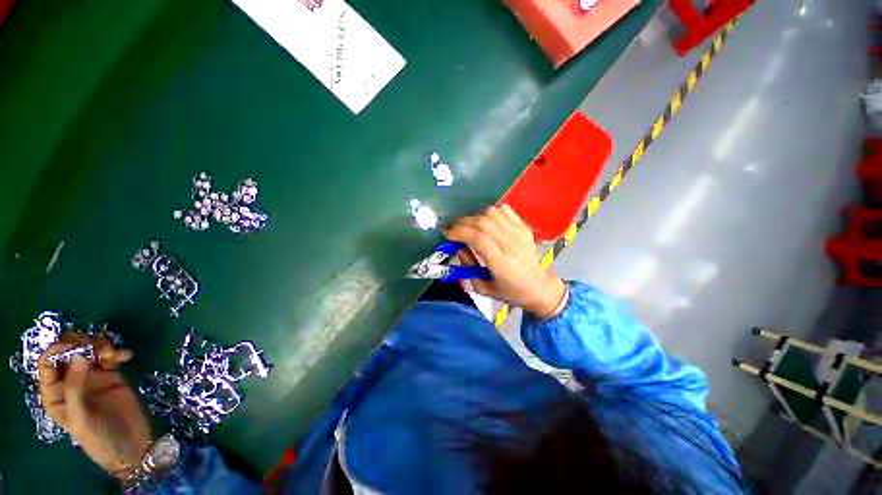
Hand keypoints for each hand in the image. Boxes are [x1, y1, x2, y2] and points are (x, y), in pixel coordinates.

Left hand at [38, 335, 151, 478]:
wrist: (130, 445)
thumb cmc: (98, 436)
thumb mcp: (81, 416)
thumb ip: (76, 387)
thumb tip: (81, 355)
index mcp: (55, 392)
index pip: (48, 363)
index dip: (57, 349)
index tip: (75, 345)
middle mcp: (70, 381)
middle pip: (69, 352)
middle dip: (81, 344)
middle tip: (97, 346)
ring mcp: (92, 377)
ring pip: (91, 350)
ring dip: (101, 345)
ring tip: (113, 353)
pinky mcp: (112, 375)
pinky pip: (111, 356)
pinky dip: (118, 352)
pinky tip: (126, 356)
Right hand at [446, 204, 566, 318]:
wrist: (539, 287)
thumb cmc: (510, 292)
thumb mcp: (484, 288)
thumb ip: (468, 267)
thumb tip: (459, 247)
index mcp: (501, 263)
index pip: (478, 239)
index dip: (460, 233)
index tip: (448, 235)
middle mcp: (511, 245)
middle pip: (483, 223)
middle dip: (463, 223)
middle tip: (454, 229)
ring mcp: (519, 233)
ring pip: (493, 213)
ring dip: (476, 216)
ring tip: (469, 225)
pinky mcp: (525, 228)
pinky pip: (505, 210)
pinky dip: (491, 211)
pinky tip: (486, 220)